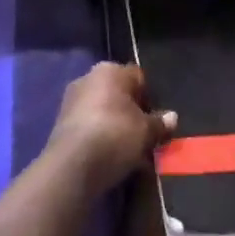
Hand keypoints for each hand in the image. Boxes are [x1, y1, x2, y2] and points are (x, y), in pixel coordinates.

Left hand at [46, 62, 176, 195]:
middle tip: (143, 137)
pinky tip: (109, 158)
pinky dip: (100, 137)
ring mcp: (72, 100)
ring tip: (128, 152)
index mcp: (110, 70)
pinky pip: (89, 126)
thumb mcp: (145, 131)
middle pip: (118, 94)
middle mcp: (89, 77)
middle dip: (131, 113)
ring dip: (115, 127)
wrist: (72, 165)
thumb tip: (172, 117)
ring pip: (103, 111)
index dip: (149, 98)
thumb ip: (159, 123)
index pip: (137, 78)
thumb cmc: (115, 135)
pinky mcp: (61, 123)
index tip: (155, 121)